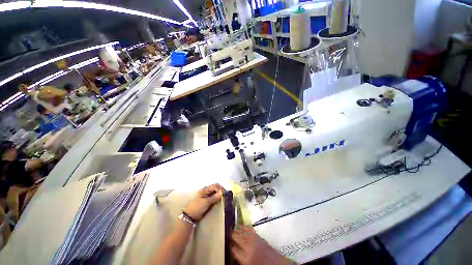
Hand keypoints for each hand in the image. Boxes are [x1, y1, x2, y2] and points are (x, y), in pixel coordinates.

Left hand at [183, 184, 223, 221]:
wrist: (190, 216)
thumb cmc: (197, 207)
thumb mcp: (206, 202)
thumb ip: (214, 197)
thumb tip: (222, 193)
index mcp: (205, 189)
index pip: (215, 186)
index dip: (220, 188)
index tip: (225, 193)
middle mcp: (206, 190)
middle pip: (216, 188)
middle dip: (221, 190)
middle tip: (225, 195)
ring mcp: (207, 195)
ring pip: (215, 192)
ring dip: (219, 194)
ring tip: (224, 198)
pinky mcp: (207, 200)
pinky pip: (214, 196)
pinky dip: (217, 197)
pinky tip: (220, 200)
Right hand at [231, 226, 292, 264]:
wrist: (276, 264)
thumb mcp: (249, 264)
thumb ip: (242, 259)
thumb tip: (236, 254)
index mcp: (245, 258)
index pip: (235, 250)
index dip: (231, 247)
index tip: (229, 245)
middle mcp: (249, 248)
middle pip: (238, 239)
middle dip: (233, 235)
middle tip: (229, 233)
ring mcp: (254, 241)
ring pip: (244, 233)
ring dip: (238, 230)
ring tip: (234, 228)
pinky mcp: (259, 237)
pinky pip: (250, 230)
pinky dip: (246, 227)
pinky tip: (243, 225)